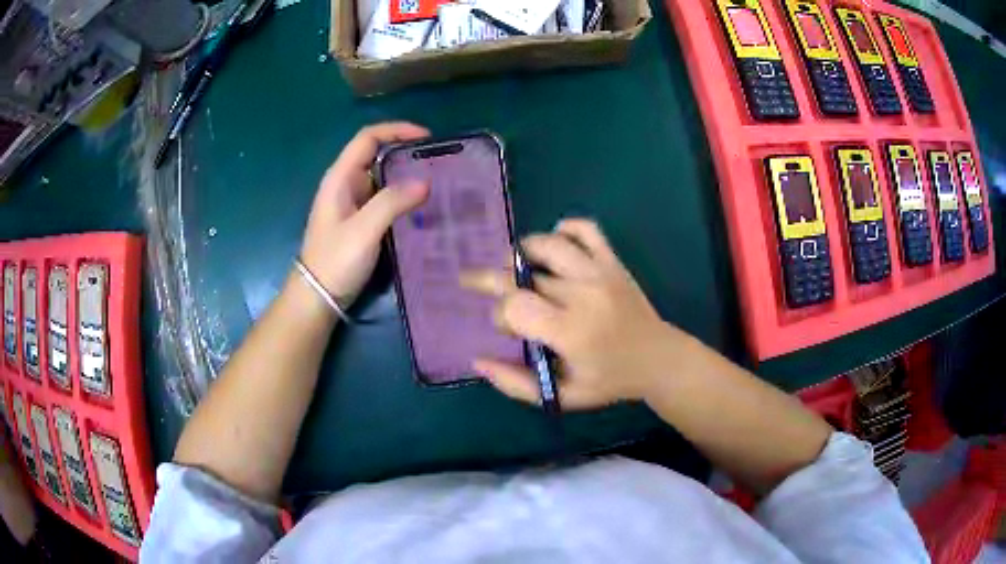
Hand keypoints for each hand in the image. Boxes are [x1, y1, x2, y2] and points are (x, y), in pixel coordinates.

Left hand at [300, 122, 429, 305]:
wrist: (318, 296)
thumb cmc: (335, 260)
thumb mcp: (364, 230)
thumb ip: (392, 202)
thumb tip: (425, 183)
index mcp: (340, 177)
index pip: (368, 138)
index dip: (396, 130)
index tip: (426, 137)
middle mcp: (345, 183)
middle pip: (377, 153)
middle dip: (406, 151)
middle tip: (438, 161)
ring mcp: (352, 202)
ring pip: (382, 176)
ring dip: (406, 174)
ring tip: (437, 180)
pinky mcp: (359, 219)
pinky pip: (384, 197)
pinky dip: (402, 194)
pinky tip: (421, 205)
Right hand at [462, 219, 687, 408]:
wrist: (658, 359)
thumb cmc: (609, 381)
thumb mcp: (561, 395)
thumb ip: (516, 384)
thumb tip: (478, 361)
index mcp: (570, 331)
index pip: (514, 306)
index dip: (499, 315)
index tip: (506, 329)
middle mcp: (583, 294)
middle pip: (522, 274)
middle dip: (493, 280)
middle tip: (471, 281)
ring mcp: (600, 272)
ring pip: (548, 244)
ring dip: (522, 252)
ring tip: (514, 267)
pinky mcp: (613, 262)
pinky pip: (586, 229)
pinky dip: (565, 229)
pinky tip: (554, 245)